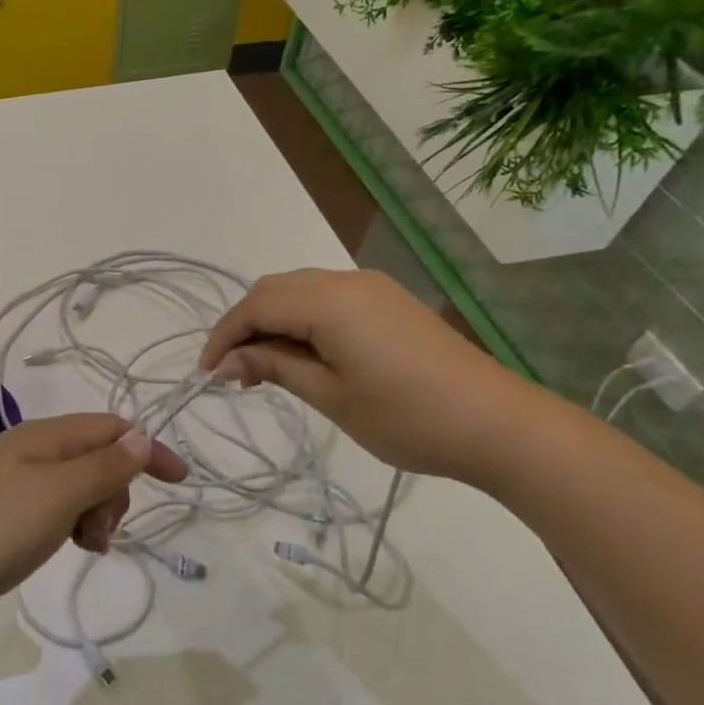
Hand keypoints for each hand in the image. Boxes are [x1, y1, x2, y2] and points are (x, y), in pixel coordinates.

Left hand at [0, 414, 185, 627]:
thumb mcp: (59, 495)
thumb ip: (103, 466)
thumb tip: (141, 438)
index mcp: (47, 436)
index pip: (113, 428)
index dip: (148, 449)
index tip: (179, 483)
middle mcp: (35, 449)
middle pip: (99, 456)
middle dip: (116, 491)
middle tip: (100, 529)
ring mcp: (18, 479)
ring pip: (80, 485)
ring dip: (96, 512)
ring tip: (85, 545)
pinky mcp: (8, 509)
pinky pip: (58, 506)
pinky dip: (74, 523)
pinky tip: (69, 546)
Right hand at [198, 267, 537, 482]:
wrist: (497, 424)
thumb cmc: (406, 417)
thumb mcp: (330, 396)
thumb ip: (275, 367)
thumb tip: (227, 361)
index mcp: (329, 301)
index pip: (256, 305)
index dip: (224, 335)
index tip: (206, 373)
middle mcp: (346, 280)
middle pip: (274, 289)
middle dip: (245, 325)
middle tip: (233, 373)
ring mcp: (371, 287)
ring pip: (300, 290)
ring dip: (272, 322)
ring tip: (264, 369)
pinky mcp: (388, 301)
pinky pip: (327, 299)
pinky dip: (302, 320)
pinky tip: (303, 355)